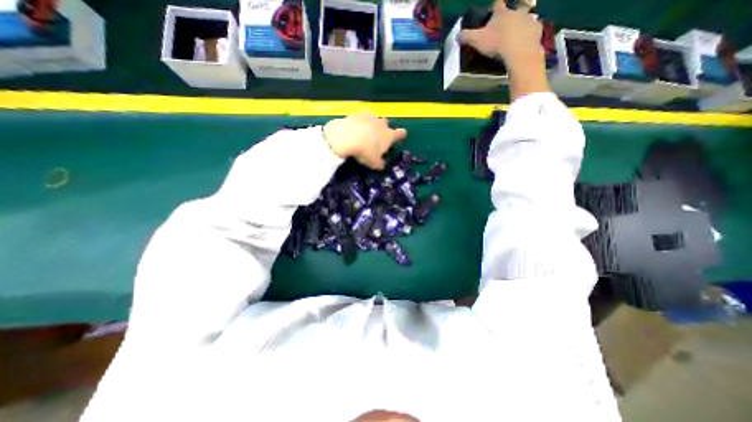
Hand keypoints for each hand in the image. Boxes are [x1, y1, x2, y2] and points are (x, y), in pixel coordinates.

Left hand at [322, 114, 404, 171]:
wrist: (347, 136)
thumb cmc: (365, 151)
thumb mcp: (374, 163)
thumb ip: (380, 164)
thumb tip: (382, 165)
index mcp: (389, 136)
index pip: (401, 133)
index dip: (401, 136)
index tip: (398, 139)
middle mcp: (382, 124)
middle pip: (386, 124)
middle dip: (383, 130)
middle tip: (376, 139)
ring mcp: (370, 117)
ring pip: (374, 120)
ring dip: (371, 125)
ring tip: (363, 135)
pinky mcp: (357, 114)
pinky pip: (361, 119)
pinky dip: (359, 124)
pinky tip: (353, 131)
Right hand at [455, 0, 544, 69]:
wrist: (518, 50)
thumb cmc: (496, 43)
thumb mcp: (477, 40)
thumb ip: (467, 37)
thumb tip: (457, 35)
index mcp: (502, 13)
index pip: (498, 4)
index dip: (496, 5)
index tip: (494, 8)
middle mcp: (516, 12)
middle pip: (518, 5)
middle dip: (516, 8)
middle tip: (514, 14)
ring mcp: (528, 19)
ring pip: (528, 16)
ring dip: (525, 20)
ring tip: (521, 29)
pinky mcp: (537, 29)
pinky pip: (535, 28)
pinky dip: (531, 32)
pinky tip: (528, 39)